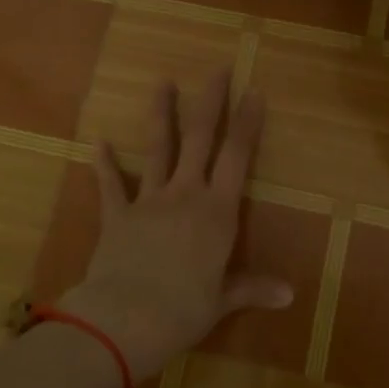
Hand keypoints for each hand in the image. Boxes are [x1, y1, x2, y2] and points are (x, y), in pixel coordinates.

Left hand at [59, 70, 291, 377]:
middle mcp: (186, 195)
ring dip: (161, 114)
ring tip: (162, 82)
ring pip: (158, 148)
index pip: (237, 157)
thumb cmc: (184, 310)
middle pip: (201, 138)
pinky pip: (111, 184)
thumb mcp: (223, 300)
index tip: (254, 91)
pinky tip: (98, 142)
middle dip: (211, 102)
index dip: (248, 123)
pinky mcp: (117, 214)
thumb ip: (253, 289)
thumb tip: (290, 295)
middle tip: (218, 69)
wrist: (125, 318)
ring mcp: (149, 200)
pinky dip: (104, 163)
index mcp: (217, 212)